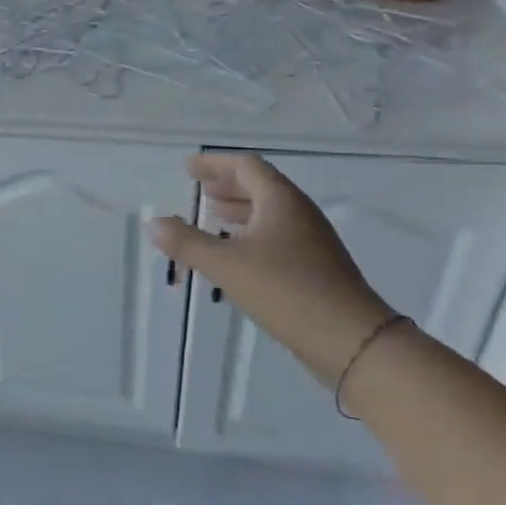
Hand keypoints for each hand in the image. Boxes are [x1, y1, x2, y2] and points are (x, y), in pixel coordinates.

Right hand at [150, 154, 395, 385]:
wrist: (351, 340)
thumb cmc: (285, 290)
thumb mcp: (226, 265)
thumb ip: (187, 243)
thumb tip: (154, 223)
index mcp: (281, 200)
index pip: (245, 166)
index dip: (214, 164)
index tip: (188, 167)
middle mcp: (299, 213)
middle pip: (260, 186)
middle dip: (227, 184)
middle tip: (199, 189)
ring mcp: (311, 241)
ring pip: (269, 213)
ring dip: (240, 209)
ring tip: (213, 215)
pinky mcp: (315, 267)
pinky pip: (276, 236)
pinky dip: (251, 233)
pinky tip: (237, 253)